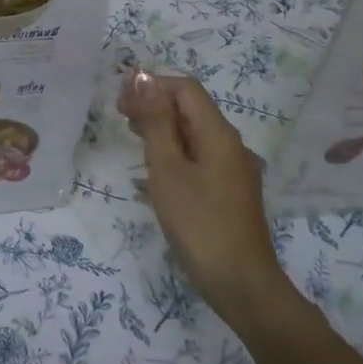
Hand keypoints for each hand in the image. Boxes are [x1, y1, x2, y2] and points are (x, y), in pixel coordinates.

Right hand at [118, 72, 292, 323]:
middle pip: (192, 109)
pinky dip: (176, 150)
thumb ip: (156, 123)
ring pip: (195, 133)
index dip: (153, 84)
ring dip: (164, 127)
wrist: (242, 284)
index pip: (186, 89)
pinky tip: (156, 168)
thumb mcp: (167, 169)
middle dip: (156, 104)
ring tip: (132, 135)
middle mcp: (232, 145)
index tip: (120, 97)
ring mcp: (234, 169)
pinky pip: (201, 156)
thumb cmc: (199, 223)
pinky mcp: (231, 191)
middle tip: (120, 115)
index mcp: (219, 134)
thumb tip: (144, 79)